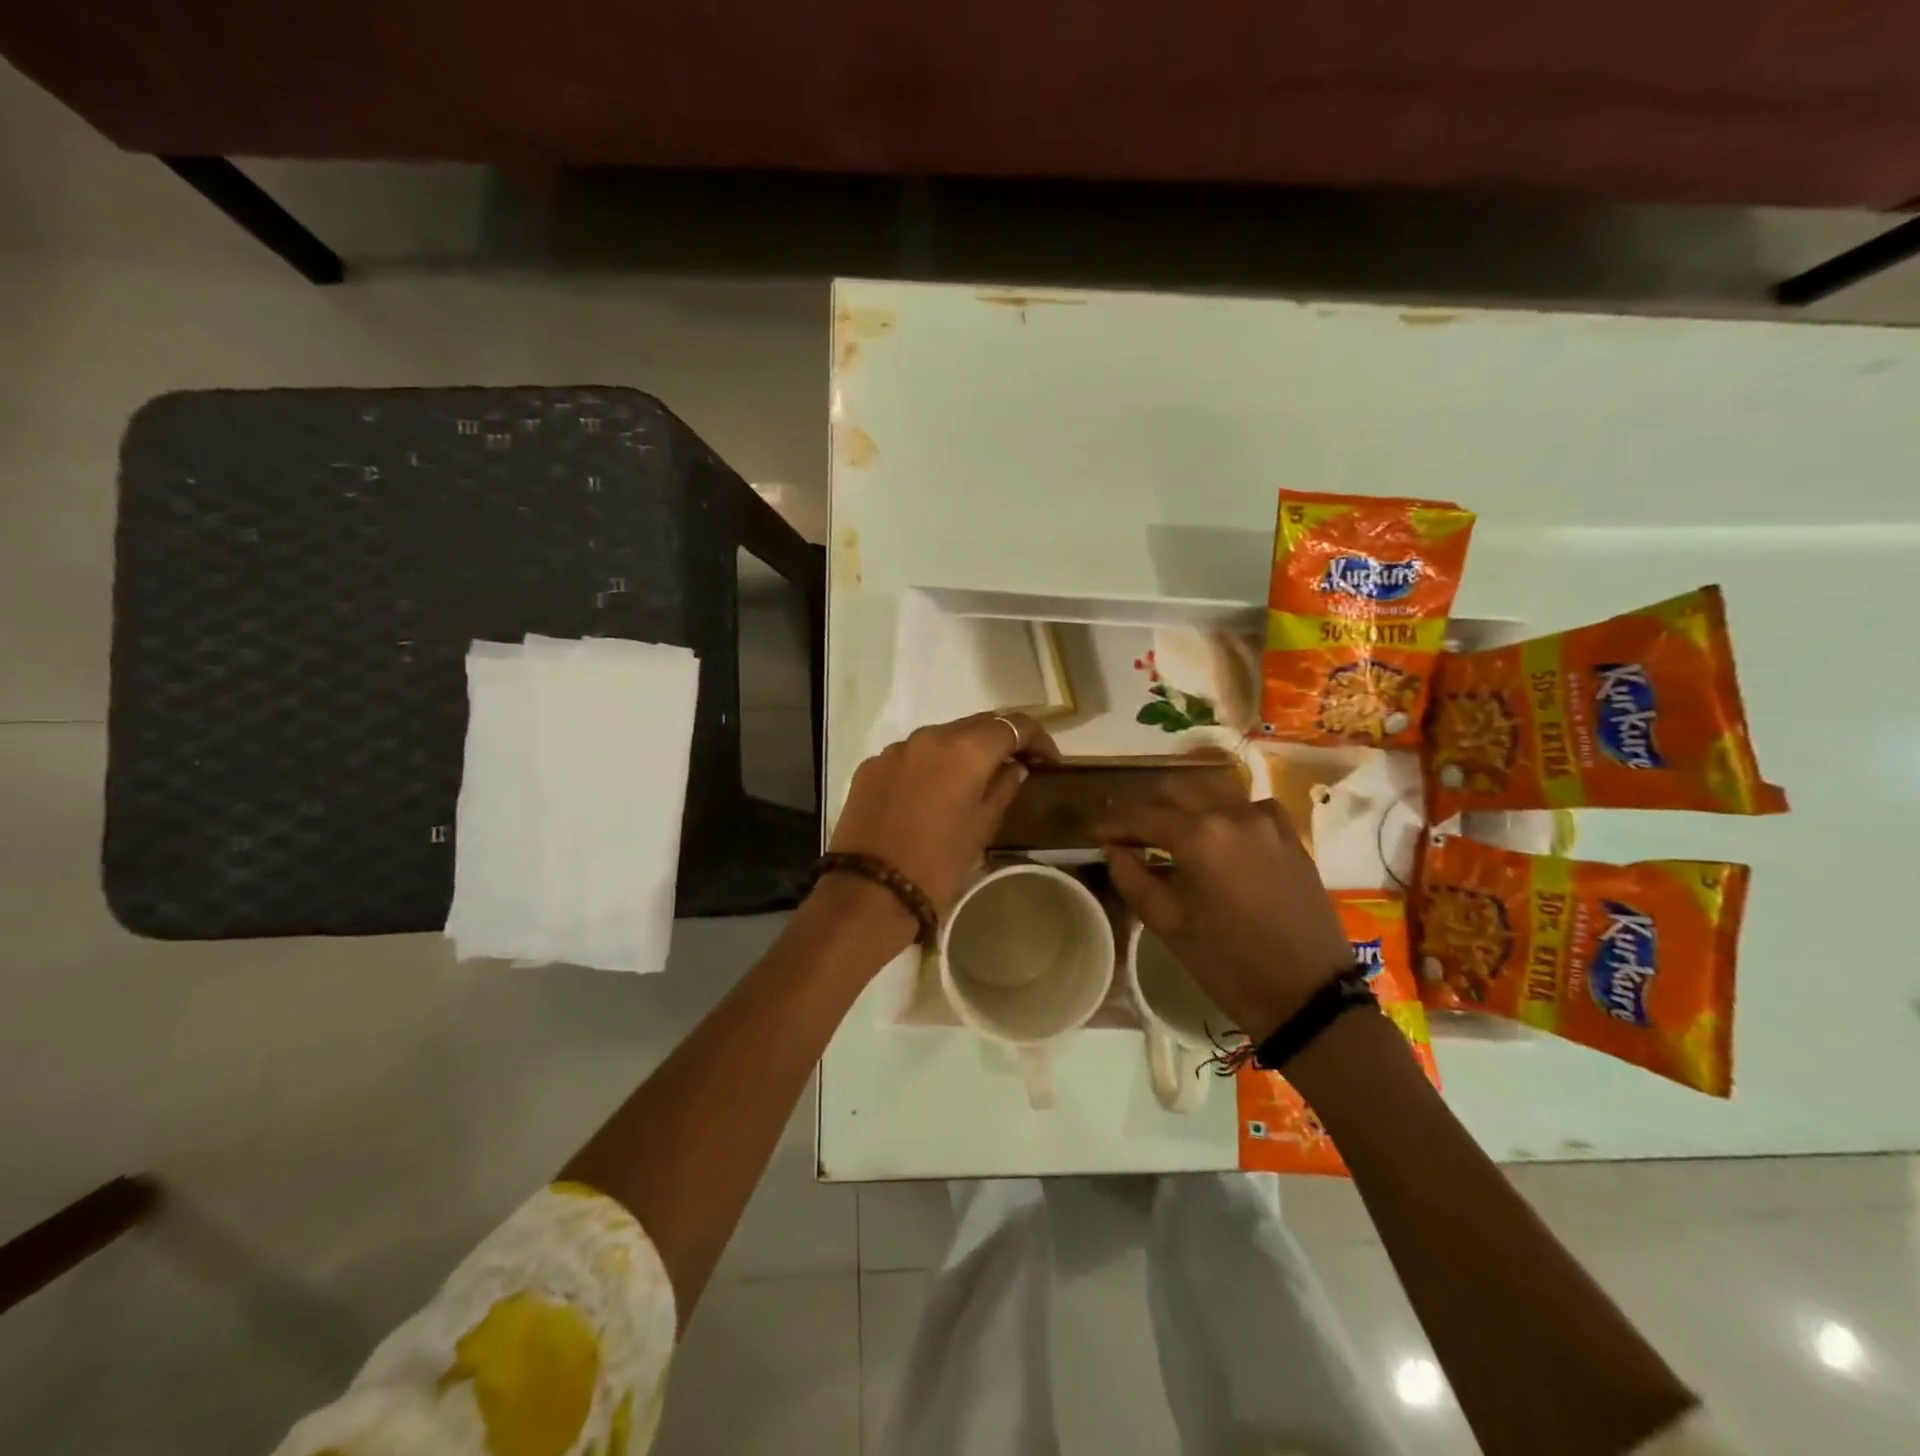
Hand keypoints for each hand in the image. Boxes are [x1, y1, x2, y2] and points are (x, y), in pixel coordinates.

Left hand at [829, 712, 1058, 917]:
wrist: (870, 891)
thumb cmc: (938, 864)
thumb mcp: (982, 828)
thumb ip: (1003, 788)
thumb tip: (1015, 767)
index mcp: (966, 749)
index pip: (1013, 724)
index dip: (1037, 738)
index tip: (1048, 761)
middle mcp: (930, 736)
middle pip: (975, 725)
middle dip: (999, 741)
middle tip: (1016, 765)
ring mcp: (895, 749)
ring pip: (940, 739)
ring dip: (961, 752)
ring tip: (971, 781)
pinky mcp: (871, 766)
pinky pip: (909, 756)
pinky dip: (928, 767)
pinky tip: (929, 795)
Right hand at [1097, 792, 1351, 1042]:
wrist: (1308, 994)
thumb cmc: (1229, 964)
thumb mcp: (1169, 925)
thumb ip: (1133, 878)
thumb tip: (1114, 849)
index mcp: (1198, 837)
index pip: (1142, 815)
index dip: (1113, 822)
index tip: (1094, 833)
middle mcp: (1232, 814)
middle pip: (1176, 789)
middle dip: (1145, 805)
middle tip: (1126, 830)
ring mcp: (1266, 821)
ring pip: (1213, 789)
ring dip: (1183, 800)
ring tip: (1167, 826)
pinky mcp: (1290, 835)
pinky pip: (1248, 805)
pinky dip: (1224, 810)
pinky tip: (1217, 833)